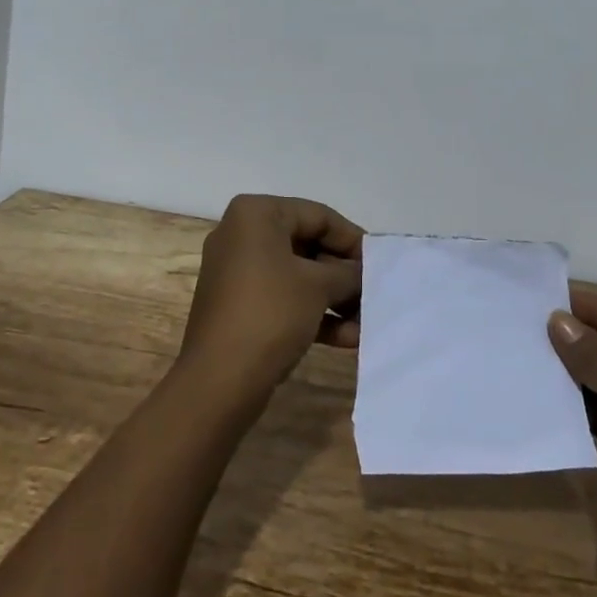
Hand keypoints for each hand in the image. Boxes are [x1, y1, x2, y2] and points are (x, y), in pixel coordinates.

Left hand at [177, 194, 363, 401]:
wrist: (218, 381)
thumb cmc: (270, 313)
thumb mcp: (319, 286)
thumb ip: (348, 272)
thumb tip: (363, 272)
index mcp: (256, 214)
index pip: (318, 215)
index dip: (352, 239)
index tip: (379, 264)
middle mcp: (242, 236)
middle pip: (308, 245)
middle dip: (343, 274)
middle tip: (374, 294)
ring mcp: (238, 273)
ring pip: (298, 276)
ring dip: (334, 299)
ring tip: (366, 322)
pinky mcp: (239, 307)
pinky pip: (283, 299)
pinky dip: (313, 314)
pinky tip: (347, 339)